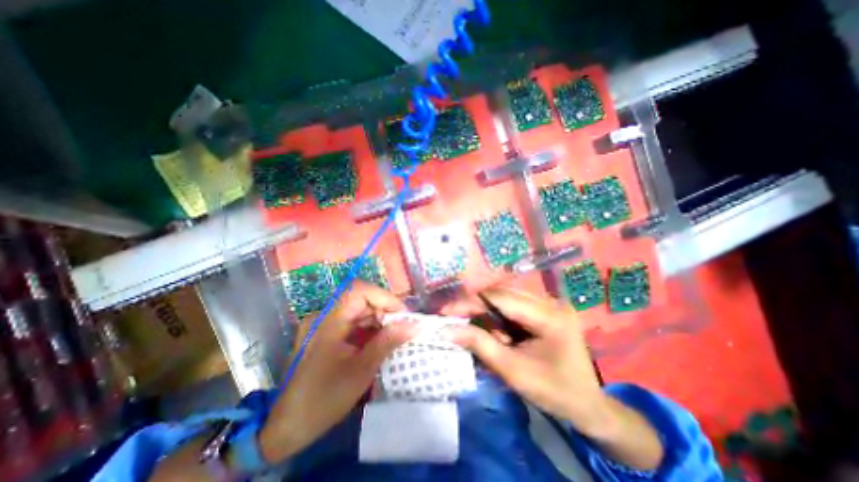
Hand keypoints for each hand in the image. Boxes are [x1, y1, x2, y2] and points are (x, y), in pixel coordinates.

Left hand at [256, 283, 418, 462]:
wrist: (285, 429)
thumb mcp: (362, 370)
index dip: (384, 297)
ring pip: (355, 309)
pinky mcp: (322, 334)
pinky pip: (349, 321)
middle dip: (383, 309)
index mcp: (328, 321)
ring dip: (376, 319)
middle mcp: (322, 316)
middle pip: (359, 299)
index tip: (402, 315)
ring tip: (392, 335)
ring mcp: (321, 324)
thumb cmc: (324, 399)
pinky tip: (376, 341)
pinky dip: (366, 327)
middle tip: (401, 327)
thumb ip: (389, 341)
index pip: (359, 290)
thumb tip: (415, 325)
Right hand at [440, 288, 612, 438]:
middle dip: (477, 306)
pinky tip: (498, 333)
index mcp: (550, 316)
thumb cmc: (554, 392)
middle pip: (503, 293)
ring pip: (506, 297)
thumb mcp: (513, 371)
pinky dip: (499, 316)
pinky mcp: (546, 309)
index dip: (471, 302)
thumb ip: (480, 346)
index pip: (501, 298)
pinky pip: (514, 305)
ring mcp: (550, 303)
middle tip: (456, 319)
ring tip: (480, 331)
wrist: (588, 405)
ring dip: (488, 312)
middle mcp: (551, 301)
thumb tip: (447, 330)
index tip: (447, 311)